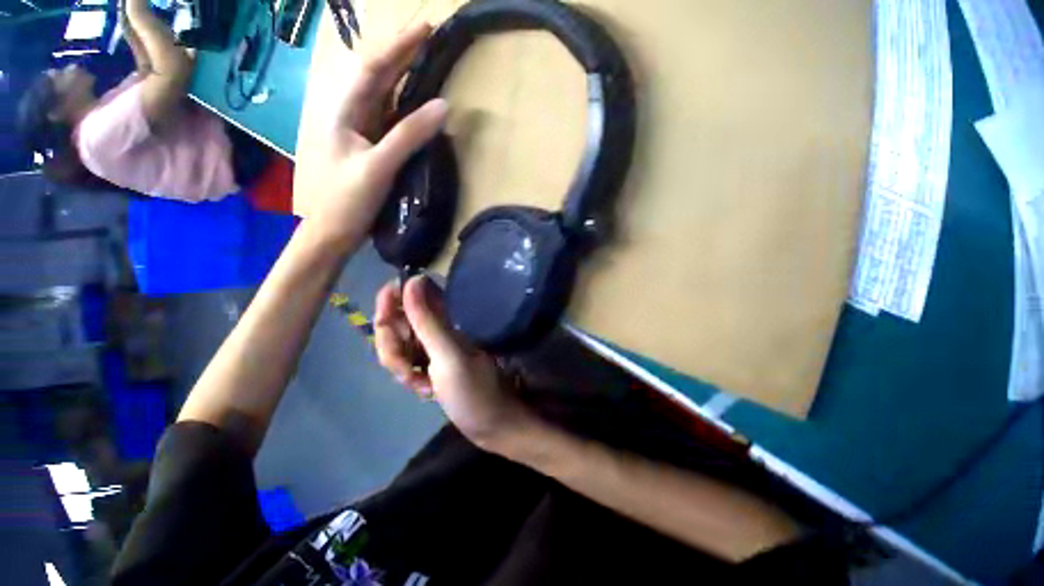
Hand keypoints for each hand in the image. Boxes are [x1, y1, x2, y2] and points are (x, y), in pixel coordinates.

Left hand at [306, 23, 448, 250]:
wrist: (330, 237)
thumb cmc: (344, 203)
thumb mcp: (376, 168)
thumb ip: (408, 135)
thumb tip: (444, 104)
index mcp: (345, 114)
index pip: (372, 70)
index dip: (397, 47)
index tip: (424, 28)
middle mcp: (352, 114)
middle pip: (378, 75)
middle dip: (403, 52)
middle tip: (432, 33)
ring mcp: (361, 128)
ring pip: (384, 90)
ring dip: (405, 69)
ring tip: (430, 51)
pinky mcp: (370, 142)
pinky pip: (391, 110)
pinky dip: (407, 94)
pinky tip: (421, 88)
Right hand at [374, 276, 539, 452]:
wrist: (493, 427)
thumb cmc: (475, 393)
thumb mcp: (448, 358)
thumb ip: (427, 320)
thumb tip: (411, 278)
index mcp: (444, 314)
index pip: (406, 289)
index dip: (388, 302)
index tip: (384, 323)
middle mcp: (434, 324)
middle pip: (393, 318)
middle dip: (391, 346)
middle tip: (405, 369)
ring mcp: (430, 345)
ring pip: (395, 342)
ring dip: (399, 365)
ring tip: (420, 385)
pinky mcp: (428, 365)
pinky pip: (403, 361)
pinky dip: (407, 376)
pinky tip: (424, 391)